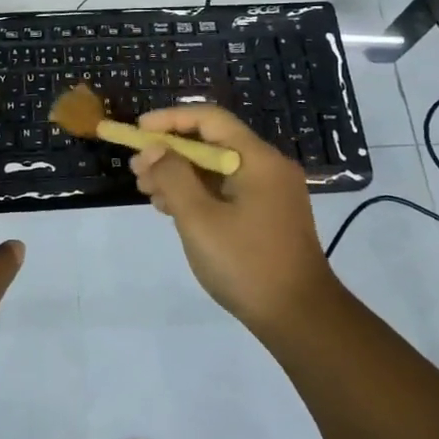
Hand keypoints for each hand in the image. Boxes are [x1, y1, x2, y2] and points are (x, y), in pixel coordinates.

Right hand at [131, 103, 339, 335]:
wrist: (301, 319)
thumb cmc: (247, 264)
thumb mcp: (200, 219)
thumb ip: (173, 177)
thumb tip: (154, 149)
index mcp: (258, 159)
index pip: (210, 119)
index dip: (171, 119)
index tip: (139, 131)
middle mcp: (268, 168)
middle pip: (212, 144)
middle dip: (171, 152)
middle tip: (137, 170)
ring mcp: (271, 193)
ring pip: (217, 170)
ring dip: (181, 175)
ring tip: (147, 191)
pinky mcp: (268, 216)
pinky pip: (227, 191)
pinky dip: (198, 194)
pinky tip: (172, 209)